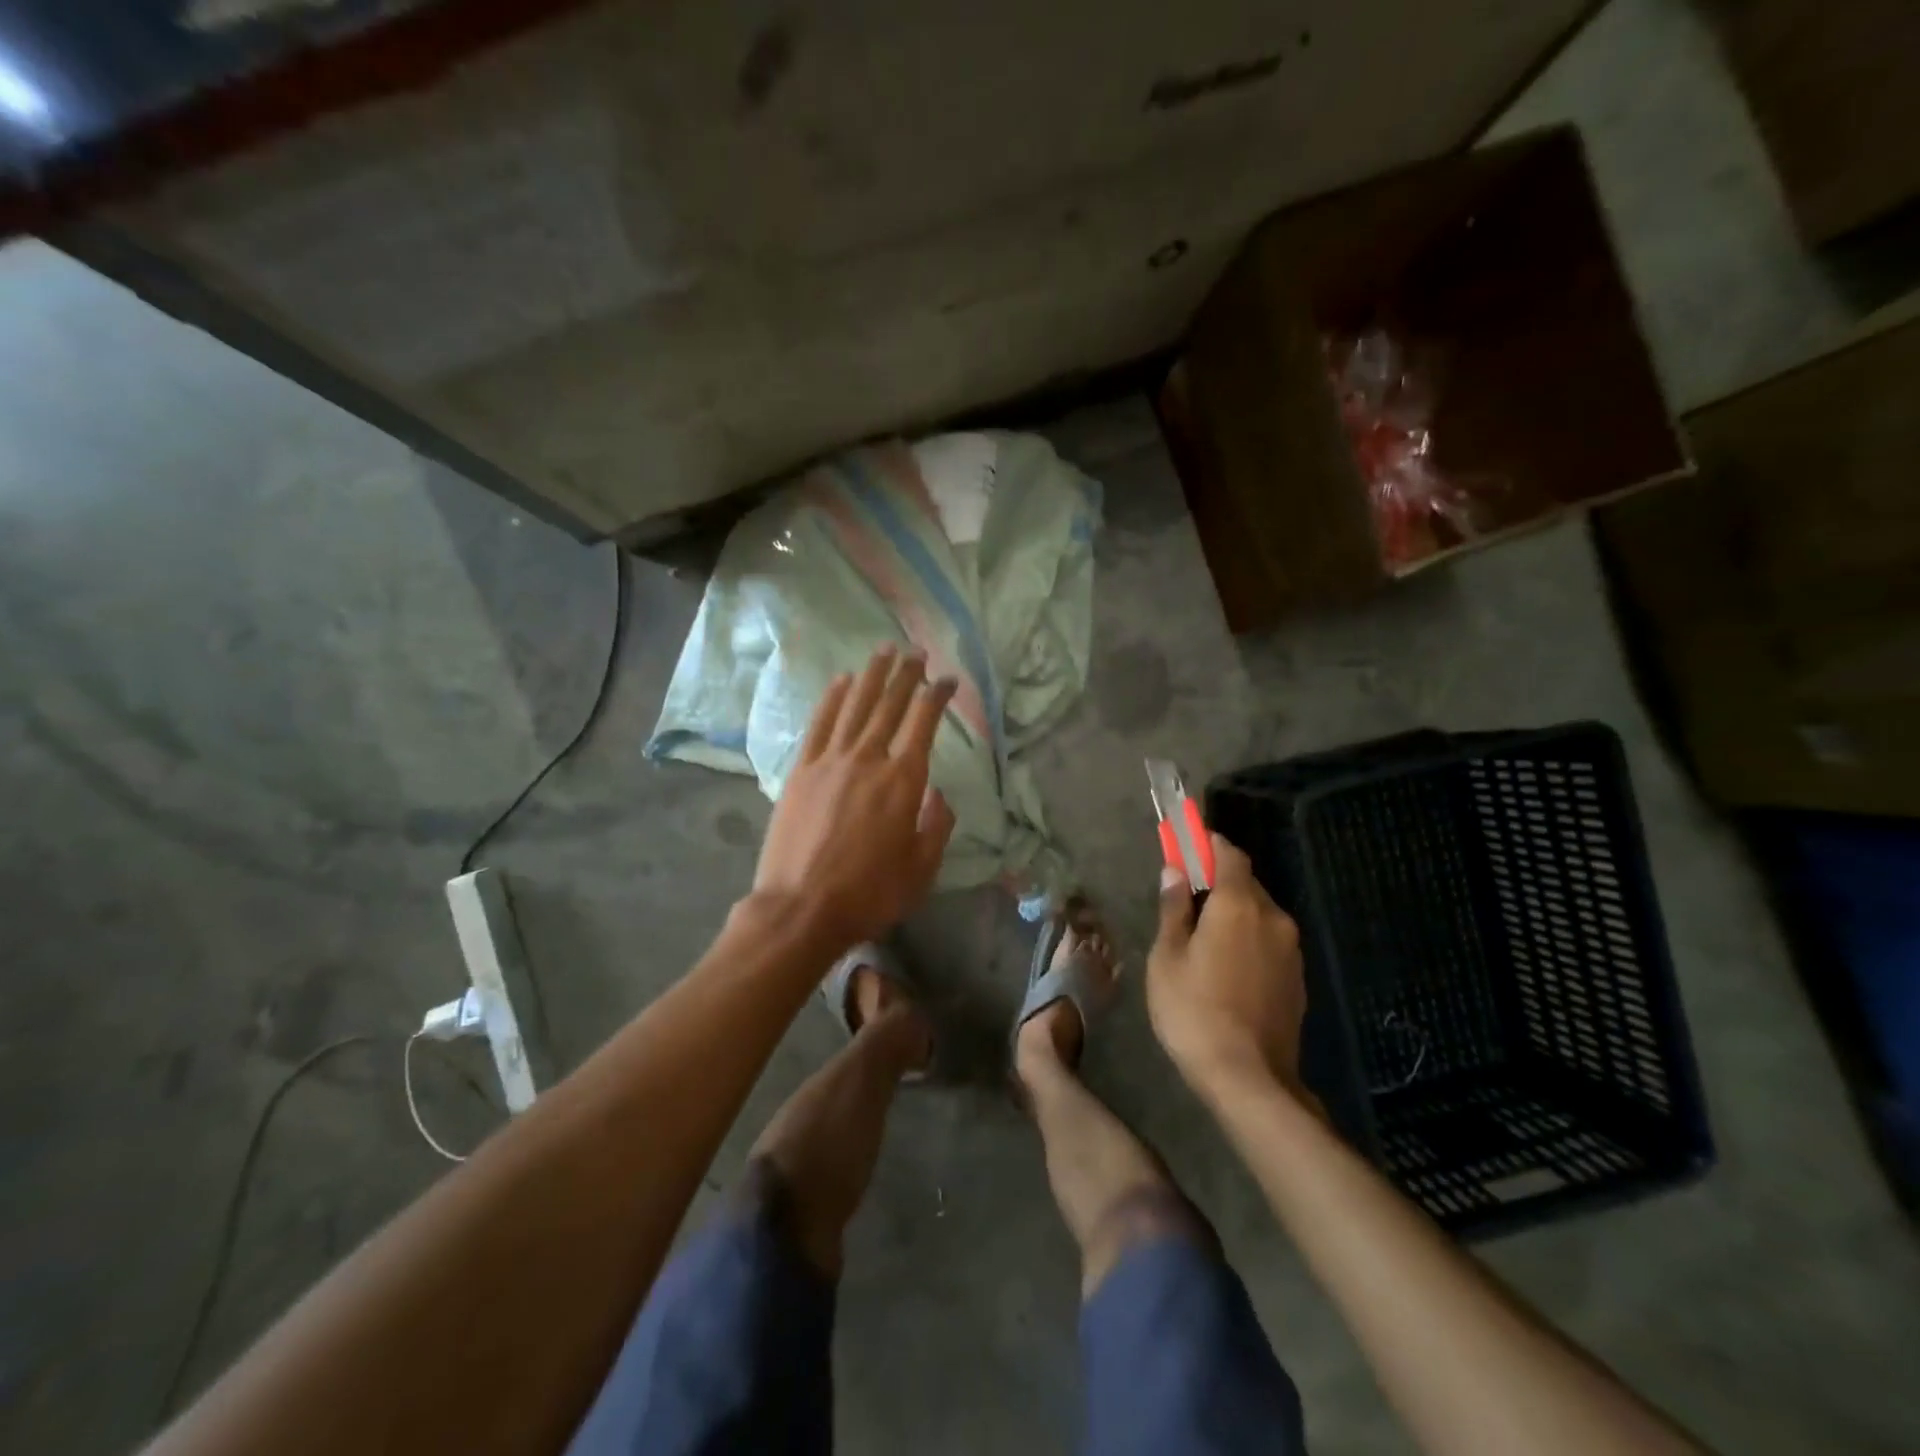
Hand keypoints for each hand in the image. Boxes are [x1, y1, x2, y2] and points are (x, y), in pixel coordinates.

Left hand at [753, 646, 957, 948]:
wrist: (801, 909)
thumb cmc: (869, 894)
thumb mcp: (922, 869)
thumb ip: (937, 825)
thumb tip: (937, 794)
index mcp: (903, 781)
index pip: (924, 723)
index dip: (937, 696)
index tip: (947, 680)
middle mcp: (868, 759)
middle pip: (889, 705)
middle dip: (906, 675)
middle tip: (916, 652)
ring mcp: (829, 761)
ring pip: (854, 706)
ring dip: (871, 676)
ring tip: (883, 651)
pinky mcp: (801, 771)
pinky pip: (819, 724)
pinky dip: (832, 699)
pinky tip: (841, 682)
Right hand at [1147, 833, 1309, 1099]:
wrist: (1250, 1079)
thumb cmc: (1194, 1011)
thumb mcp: (1167, 957)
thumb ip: (1173, 909)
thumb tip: (1174, 872)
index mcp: (1239, 905)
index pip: (1229, 854)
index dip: (1207, 844)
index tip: (1184, 846)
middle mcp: (1273, 918)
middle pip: (1246, 882)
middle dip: (1217, 881)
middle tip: (1185, 897)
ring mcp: (1291, 950)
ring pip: (1259, 914)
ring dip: (1233, 912)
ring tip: (1202, 938)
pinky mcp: (1297, 979)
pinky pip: (1268, 941)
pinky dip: (1247, 939)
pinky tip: (1225, 966)